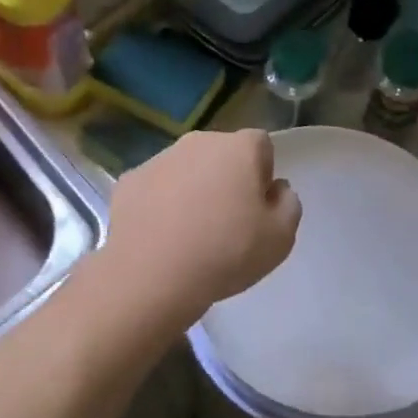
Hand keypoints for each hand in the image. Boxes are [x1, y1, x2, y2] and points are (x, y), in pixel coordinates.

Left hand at [100, 129, 301, 335]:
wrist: (151, 274)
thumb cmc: (226, 252)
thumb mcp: (280, 238)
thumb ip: (288, 205)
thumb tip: (275, 189)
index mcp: (238, 148)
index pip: (260, 145)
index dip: (262, 174)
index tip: (256, 207)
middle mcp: (198, 142)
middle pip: (221, 154)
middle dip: (226, 179)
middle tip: (226, 222)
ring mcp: (158, 159)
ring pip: (185, 169)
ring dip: (192, 190)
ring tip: (190, 234)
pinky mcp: (129, 180)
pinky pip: (155, 188)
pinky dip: (160, 204)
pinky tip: (161, 237)